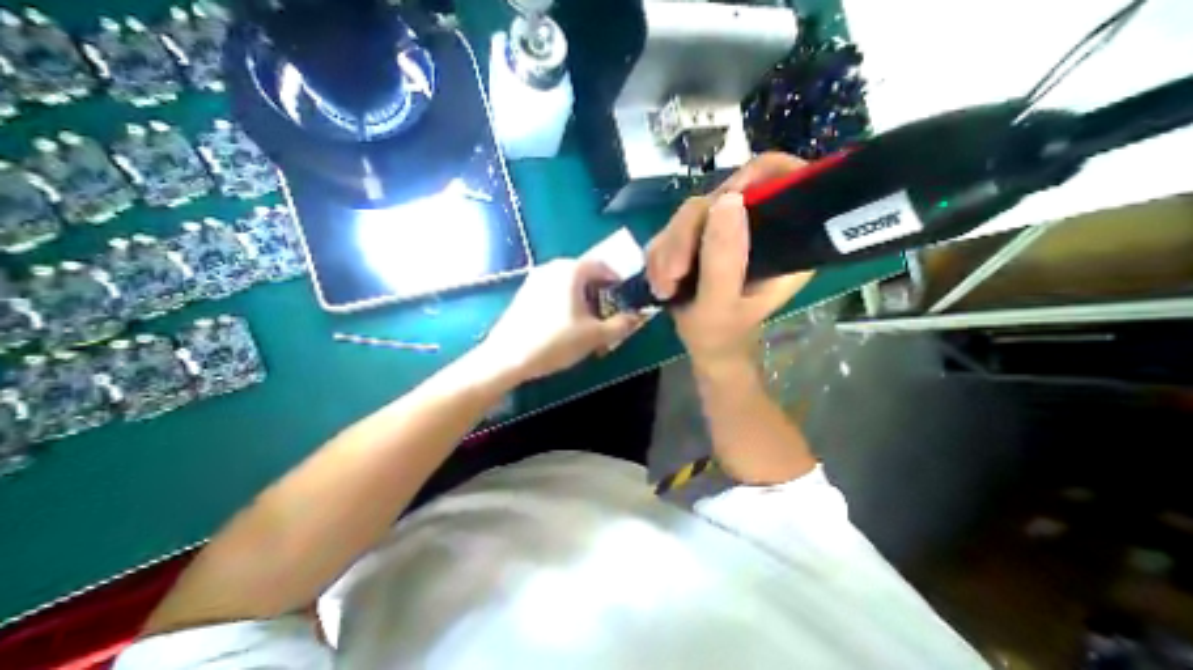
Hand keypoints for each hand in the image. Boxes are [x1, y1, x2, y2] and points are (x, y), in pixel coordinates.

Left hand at [478, 259, 644, 381]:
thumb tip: (638, 317)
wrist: (507, 358)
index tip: (626, 296)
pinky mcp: (525, 294)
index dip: (618, 279)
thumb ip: (621, 324)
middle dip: (601, 291)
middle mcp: (552, 268)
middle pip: (585, 274)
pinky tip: (566, 325)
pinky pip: (554, 291)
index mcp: (571, 270)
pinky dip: (566, 302)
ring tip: (589, 322)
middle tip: (609, 312)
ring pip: (569, 284)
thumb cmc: (555, 342)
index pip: (603, 265)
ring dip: (584, 298)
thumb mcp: (595, 335)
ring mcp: (535, 280)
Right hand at [650, 151, 815, 376]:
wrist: (705, 346)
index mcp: (784, 241)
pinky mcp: (701, 238)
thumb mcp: (721, 304)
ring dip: (667, 251)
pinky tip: (660, 281)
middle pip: (719, 197)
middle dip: (684, 237)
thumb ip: (724, 259)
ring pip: (689, 214)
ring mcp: (725, 231)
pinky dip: (660, 255)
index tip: (721, 205)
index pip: (783, 181)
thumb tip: (727, 199)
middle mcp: (757, 228)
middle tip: (670, 275)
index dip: (754, 178)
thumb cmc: (720, 333)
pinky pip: (672, 230)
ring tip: (663, 287)